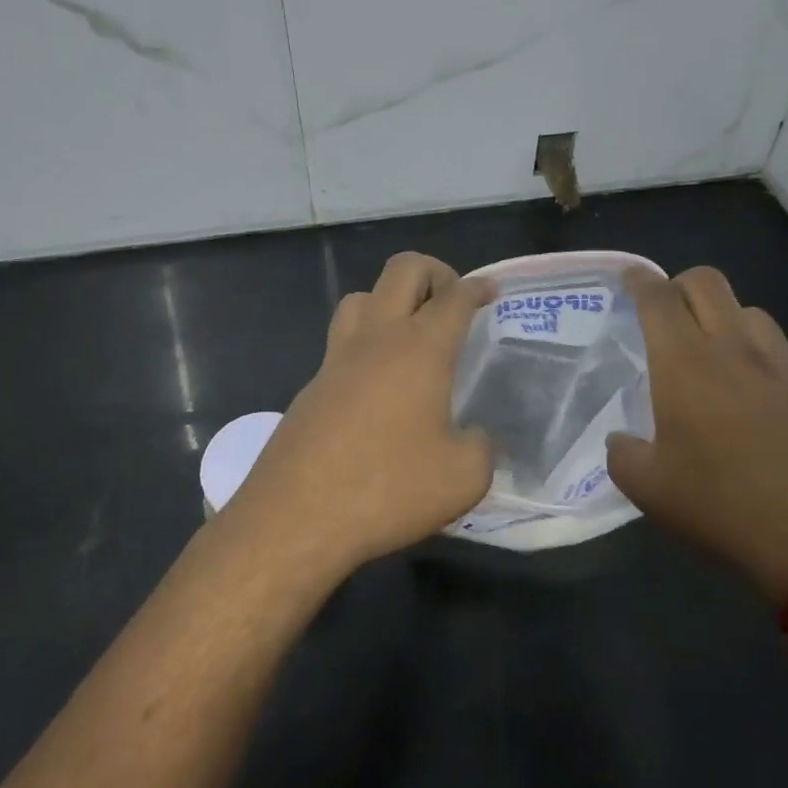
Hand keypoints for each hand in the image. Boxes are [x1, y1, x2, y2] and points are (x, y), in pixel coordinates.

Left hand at [223, 253, 494, 580]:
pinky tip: (379, 387)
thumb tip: (478, 438)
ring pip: (361, 297)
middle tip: (452, 303)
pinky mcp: (312, 387)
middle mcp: (376, 338)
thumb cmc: (388, 489)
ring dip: (390, 300)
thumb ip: (483, 448)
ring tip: (411, 336)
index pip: (454, 297)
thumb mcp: (463, 477)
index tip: (491, 291)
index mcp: (420, 348)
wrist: (296, 517)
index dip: (477, 287)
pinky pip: (342, 343)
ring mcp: (336, 359)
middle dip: (434, 272)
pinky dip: (366, 344)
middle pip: (402, 270)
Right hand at [606, 267, 787, 601]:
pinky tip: (761, 409)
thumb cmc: (723, 507)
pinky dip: (763, 368)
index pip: (659, 299)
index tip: (630, 277)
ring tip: (715, 353)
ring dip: (726, 319)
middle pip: (709, 283)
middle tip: (667, 312)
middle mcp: (736, 352)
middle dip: (681, 284)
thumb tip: (622, 441)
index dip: (640, 281)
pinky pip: (785, 364)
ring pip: (753, 314)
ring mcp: (786, 371)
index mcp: (686, 366)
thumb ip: (623, 455)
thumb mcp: (649, 491)